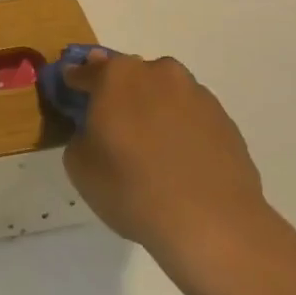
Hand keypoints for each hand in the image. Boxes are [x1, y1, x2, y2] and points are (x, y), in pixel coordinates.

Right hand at [62, 50, 280, 274]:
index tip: (71, 96)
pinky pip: (190, 116)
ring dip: (153, 109)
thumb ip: (80, 135)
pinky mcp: (224, 119)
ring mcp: (196, 94)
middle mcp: (158, 72)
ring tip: (151, 149)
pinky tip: (179, 162)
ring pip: (164, 93)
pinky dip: (180, 129)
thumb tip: (95, 130)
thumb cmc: (132, 188)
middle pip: (129, 76)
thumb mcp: (79, 166)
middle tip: (113, 126)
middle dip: (118, 94)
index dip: (75, 83)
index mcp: (117, 76)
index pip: (85, 71)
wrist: (212, 223)